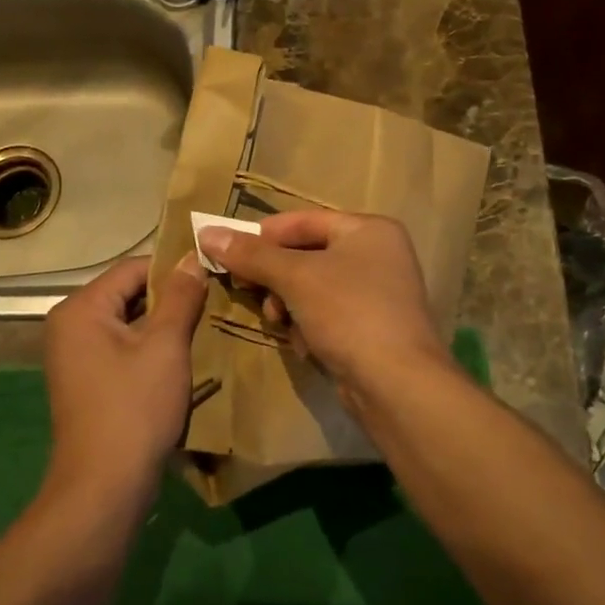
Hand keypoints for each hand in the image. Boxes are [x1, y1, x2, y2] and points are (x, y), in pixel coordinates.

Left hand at [42, 253, 208, 499]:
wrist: (104, 485)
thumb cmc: (135, 407)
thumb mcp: (165, 346)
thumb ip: (180, 297)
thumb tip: (192, 258)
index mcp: (81, 308)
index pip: (132, 269)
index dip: (173, 269)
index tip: (211, 275)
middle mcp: (69, 325)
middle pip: (127, 294)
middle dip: (169, 298)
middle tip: (212, 301)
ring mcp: (74, 355)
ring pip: (127, 323)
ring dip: (162, 325)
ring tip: (203, 326)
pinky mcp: (85, 380)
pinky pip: (121, 348)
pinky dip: (149, 348)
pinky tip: (180, 357)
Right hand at [197, 211, 450, 395]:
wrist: (397, 384)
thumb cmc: (349, 313)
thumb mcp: (295, 277)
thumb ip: (251, 255)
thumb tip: (207, 234)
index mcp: (368, 230)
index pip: (303, 221)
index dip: (262, 236)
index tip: (227, 253)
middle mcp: (377, 255)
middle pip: (306, 255)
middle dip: (274, 278)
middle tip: (246, 291)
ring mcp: (377, 294)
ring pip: (312, 289)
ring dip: (288, 306)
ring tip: (279, 323)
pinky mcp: (371, 329)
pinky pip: (326, 316)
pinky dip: (309, 327)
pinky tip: (306, 345)